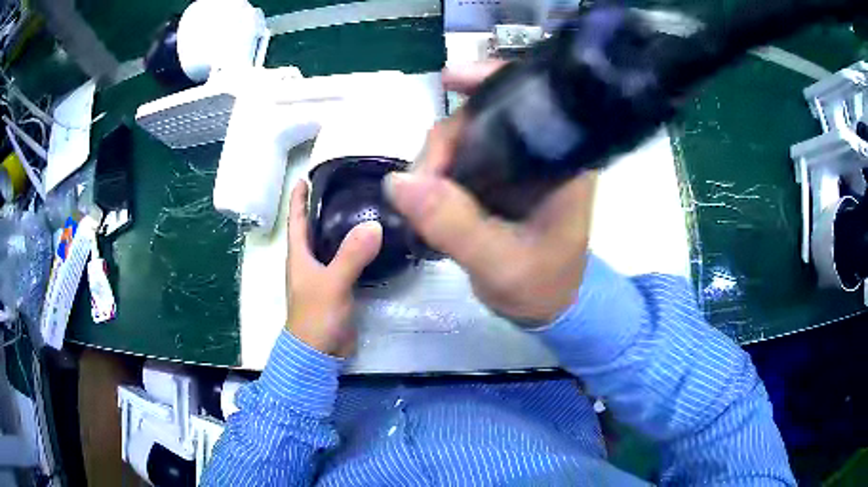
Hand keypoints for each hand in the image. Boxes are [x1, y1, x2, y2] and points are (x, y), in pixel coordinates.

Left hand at [285, 181, 382, 356]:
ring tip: (362, 208)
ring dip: (341, 228)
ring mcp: (323, 275)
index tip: (306, 176)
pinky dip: (355, 249)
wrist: (319, 352)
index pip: (296, 219)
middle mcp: (308, 261)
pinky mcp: (338, 288)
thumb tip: (374, 224)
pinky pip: (345, 261)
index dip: (298, 197)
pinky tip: (372, 243)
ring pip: (331, 244)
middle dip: (323, 207)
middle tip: (344, 187)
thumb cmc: (316, 316)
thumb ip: (351, 255)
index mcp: (299, 255)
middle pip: (313, 228)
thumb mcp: (332, 283)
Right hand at [385, 63, 597, 325]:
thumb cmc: (539, 286)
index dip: (492, 80)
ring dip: (437, 155)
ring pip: (470, 133)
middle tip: (419, 182)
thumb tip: (398, 182)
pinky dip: (439, 165)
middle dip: (448, 136)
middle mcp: (543, 151)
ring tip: (420, 193)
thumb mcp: (499, 264)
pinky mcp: (500, 175)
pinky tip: (425, 185)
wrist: (545, 305)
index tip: (449, 80)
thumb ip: (454, 226)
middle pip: (489, 114)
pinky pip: (463, 155)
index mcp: (563, 163)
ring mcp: (518, 162)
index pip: (534, 101)